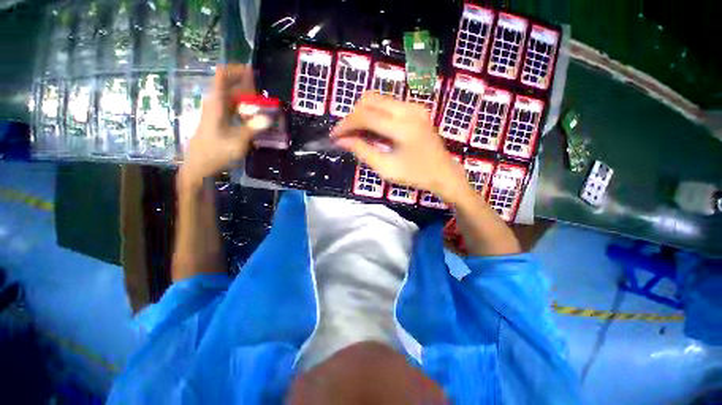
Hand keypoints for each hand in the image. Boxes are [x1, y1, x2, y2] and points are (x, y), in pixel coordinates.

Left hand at [178, 64, 260, 190]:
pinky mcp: (219, 121)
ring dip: (248, 100)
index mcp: (216, 102)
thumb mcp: (238, 141)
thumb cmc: (216, 152)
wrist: (199, 166)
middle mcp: (215, 103)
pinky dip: (245, 110)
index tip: (253, 72)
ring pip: (233, 98)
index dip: (236, 70)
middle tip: (266, 96)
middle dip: (248, 87)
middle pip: (230, 86)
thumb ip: (253, 128)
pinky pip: (233, 109)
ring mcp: (216, 112)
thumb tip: (268, 118)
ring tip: (264, 107)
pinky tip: (255, 119)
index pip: (223, 75)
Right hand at [330, 92, 467, 198]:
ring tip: (357, 133)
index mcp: (402, 128)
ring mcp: (413, 106)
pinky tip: (372, 129)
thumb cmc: (415, 175)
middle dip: (353, 116)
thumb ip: (362, 151)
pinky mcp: (415, 108)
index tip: (334, 136)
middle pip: (369, 100)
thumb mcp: (385, 168)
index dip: (346, 124)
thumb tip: (341, 140)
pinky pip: (387, 104)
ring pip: (378, 99)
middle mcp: (408, 110)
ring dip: (363, 113)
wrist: (443, 172)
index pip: (365, 116)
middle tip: (346, 135)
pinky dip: (374, 114)